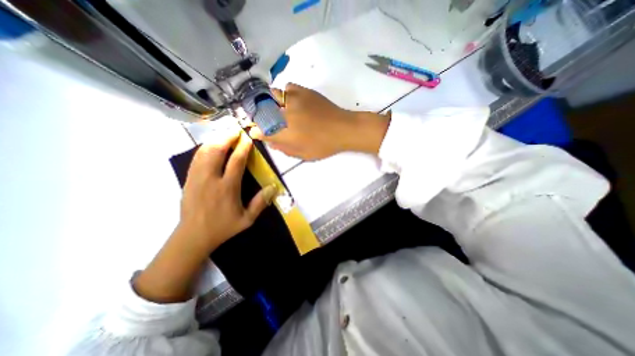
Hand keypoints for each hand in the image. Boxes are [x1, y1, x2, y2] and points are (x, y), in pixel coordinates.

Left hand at [136, 125, 275, 303]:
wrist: (193, 236)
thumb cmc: (223, 228)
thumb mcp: (247, 220)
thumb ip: (260, 203)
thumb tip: (273, 187)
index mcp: (227, 189)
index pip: (236, 162)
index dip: (243, 148)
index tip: (248, 138)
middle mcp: (210, 180)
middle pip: (216, 151)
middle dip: (226, 137)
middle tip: (235, 129)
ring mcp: (196, 178)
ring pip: (204, 152)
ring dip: (215, 140)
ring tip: (225, 133)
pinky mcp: (188, 179)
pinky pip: (196, 158)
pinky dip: (205, 148)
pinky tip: (211, 144)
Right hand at [250, 82, 389, 159]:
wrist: (343, 128)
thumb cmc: (324, 145)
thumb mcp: (303, 154)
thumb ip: (284, 148)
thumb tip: (270, 141)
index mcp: (285, 133)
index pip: (261, 130)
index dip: (256, 131)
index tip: (255, 131)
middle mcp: (284, 114)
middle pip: (262, 111)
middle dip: (259, 115)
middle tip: (264, 119)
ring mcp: (293, 100)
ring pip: (271, 96)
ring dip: (270, 102)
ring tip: (278, 109)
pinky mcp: (303, 91)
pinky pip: (287, 88)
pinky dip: (285, 94)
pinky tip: (290, 101)